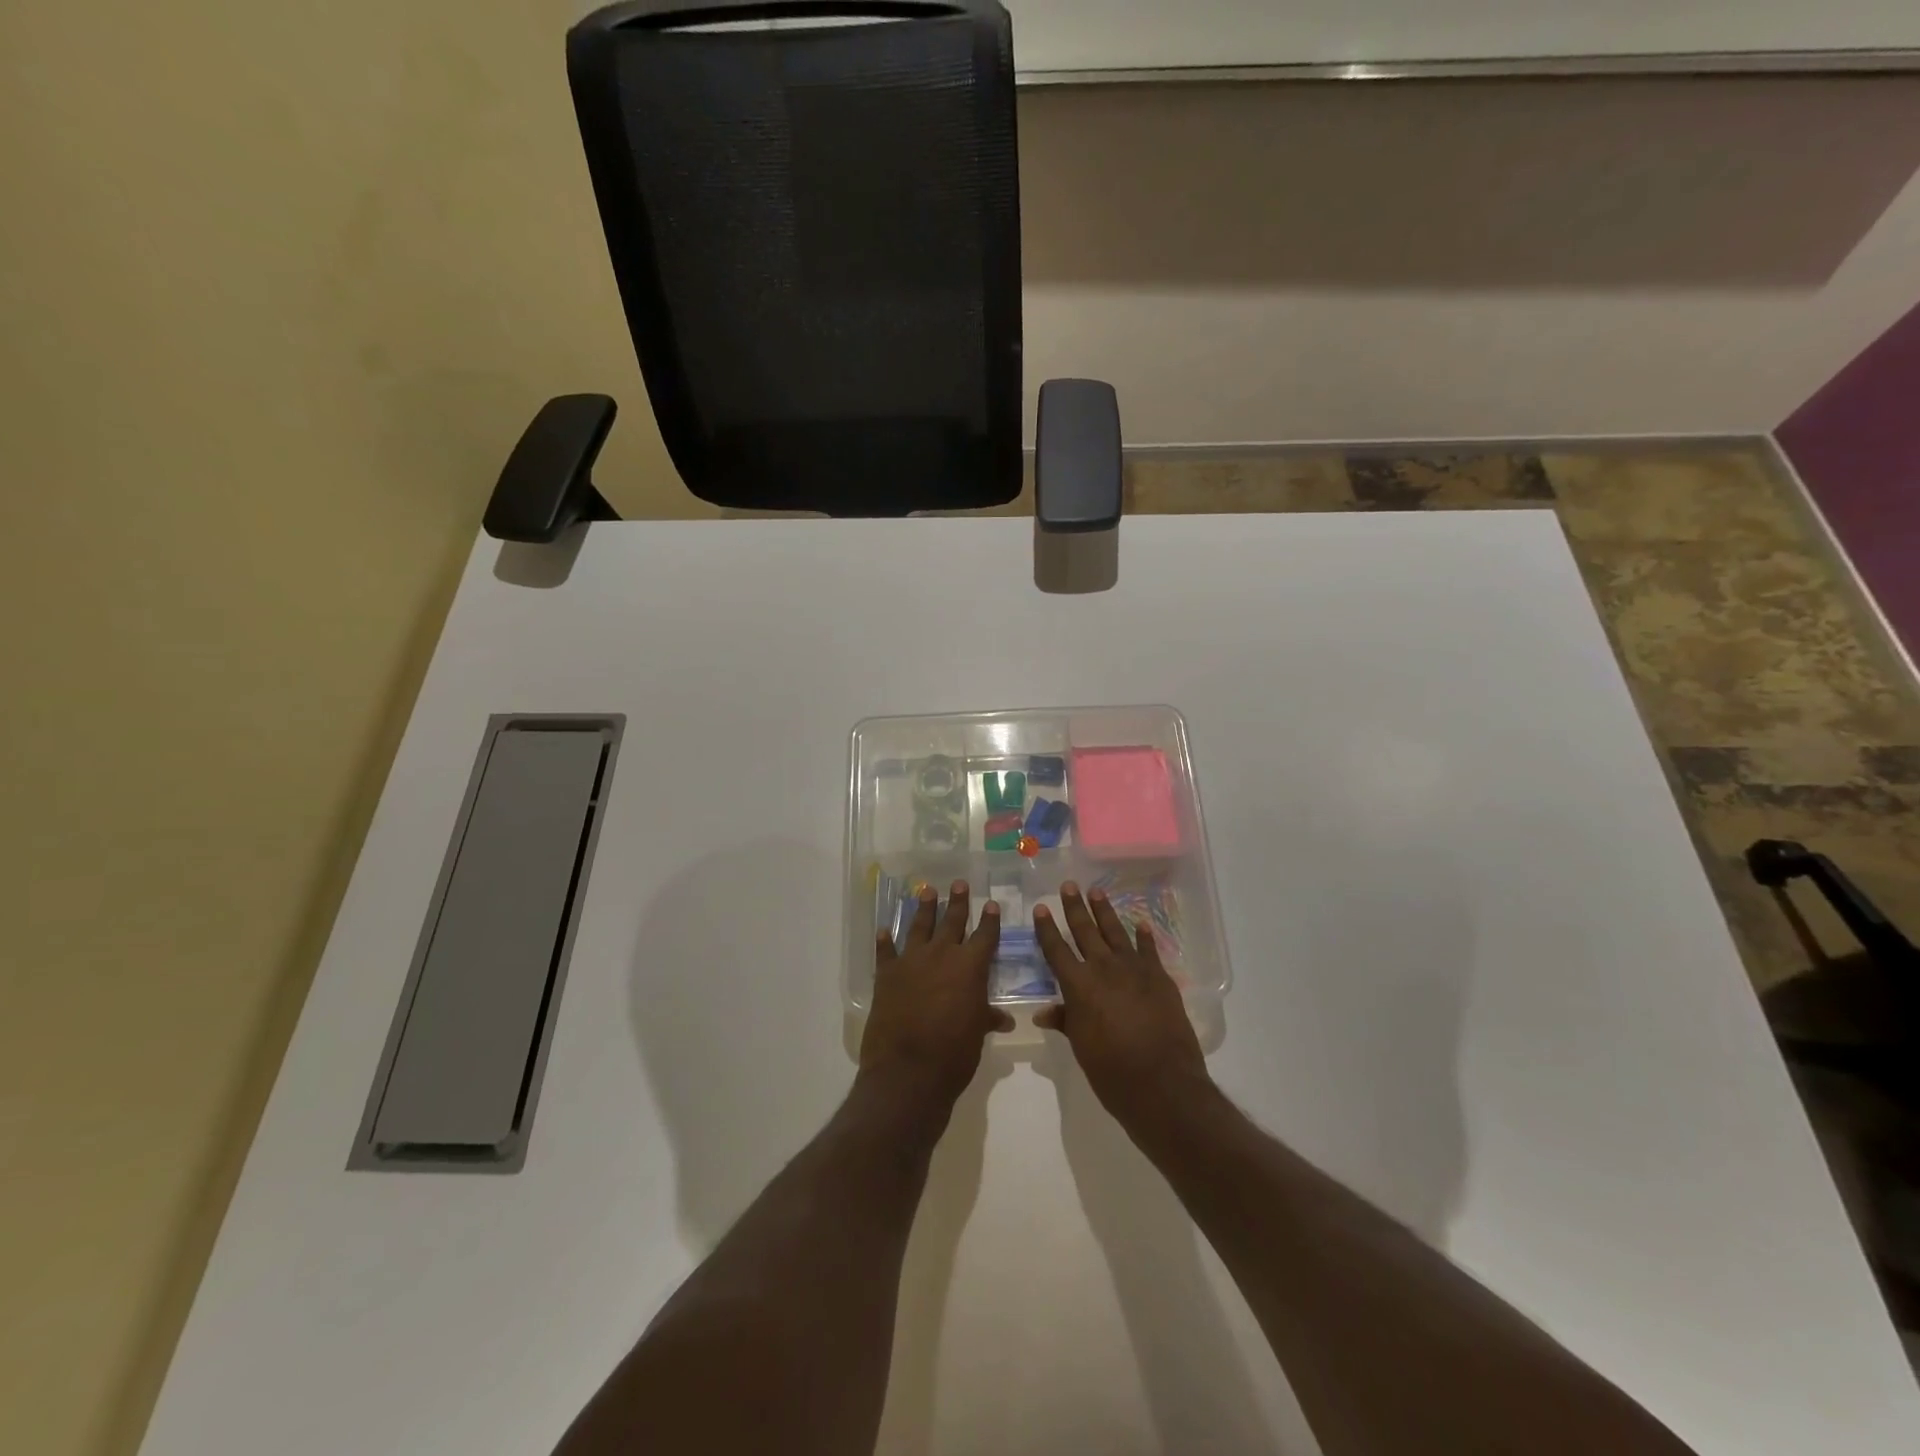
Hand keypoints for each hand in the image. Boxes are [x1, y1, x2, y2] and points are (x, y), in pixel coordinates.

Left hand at [861, 881, 1010, 1119]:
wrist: (908, 1070)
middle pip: (952, 921)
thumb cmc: (954, 1054)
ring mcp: (912, 961)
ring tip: (927, 890)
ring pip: (920, 927)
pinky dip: (885, 941)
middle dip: (957, 902)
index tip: (991, 904)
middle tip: (959, 883)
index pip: (985, 936)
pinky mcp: (887, 974)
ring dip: (924, 908)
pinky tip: (884, 930)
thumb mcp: (977, 1034)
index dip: (989, 920)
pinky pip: (886, 951)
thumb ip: (987, 1018)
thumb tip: (1003, 1019)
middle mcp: (942, 955)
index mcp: (970, 967)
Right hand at [1034, 881, 1210, 1132]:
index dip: (1047, 928)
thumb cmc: (1112, 1071)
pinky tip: (1140, 924)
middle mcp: (1104, 969)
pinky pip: (1149, 950)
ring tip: (1097, 892)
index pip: (1057, 949)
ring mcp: (1135, 970)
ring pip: (1116, 932)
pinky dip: (1144, 936)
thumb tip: (1044, 1012)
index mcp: (1079, 986)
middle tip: (1069, 885)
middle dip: (1075, 907)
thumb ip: (1065, 1021)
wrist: (1163, 1083)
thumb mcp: (1081, 1047)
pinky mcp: (1160, 978)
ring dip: (1105, 912)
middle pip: (1085, 931)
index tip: (1041, 908)